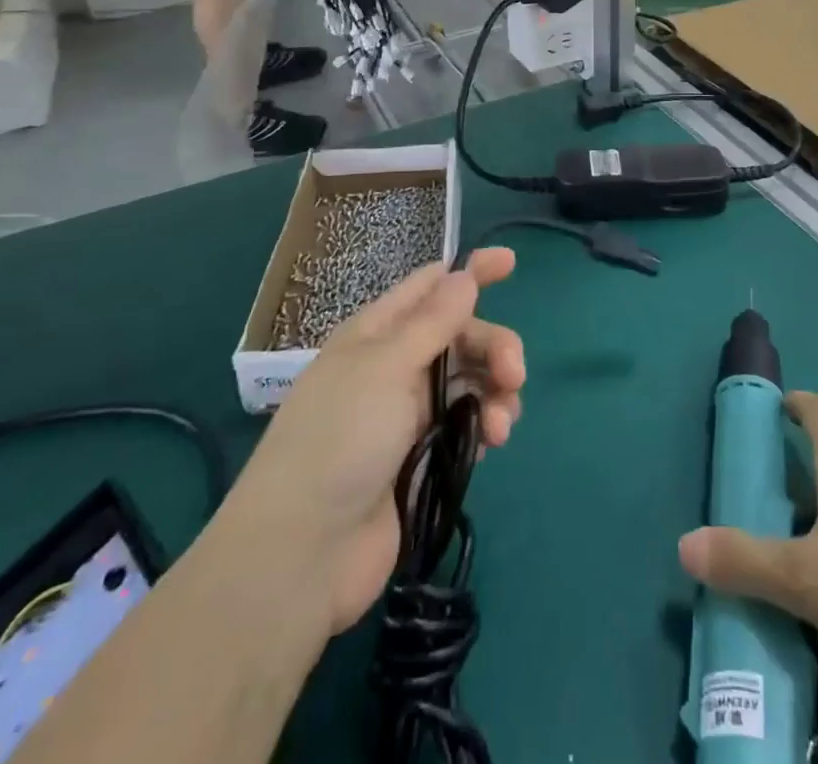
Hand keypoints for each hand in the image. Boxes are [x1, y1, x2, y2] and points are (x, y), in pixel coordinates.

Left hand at [226, 249, 524, 634]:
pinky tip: (494, 440)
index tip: (511, 263)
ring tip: (501, 423)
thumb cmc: (340, 440)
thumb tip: (463, 275)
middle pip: (460, 336)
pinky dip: (486, 423)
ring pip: (470, 380)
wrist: (303, 554)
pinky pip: (467, 422)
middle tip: (514, 374)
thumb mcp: (386, 368)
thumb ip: (433, 322)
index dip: (469, 272)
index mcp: (377, 334)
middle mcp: (395, 366)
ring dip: (495, 390)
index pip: (430, 288)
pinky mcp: (423, 456)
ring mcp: (409, 413)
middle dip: (493, 346)